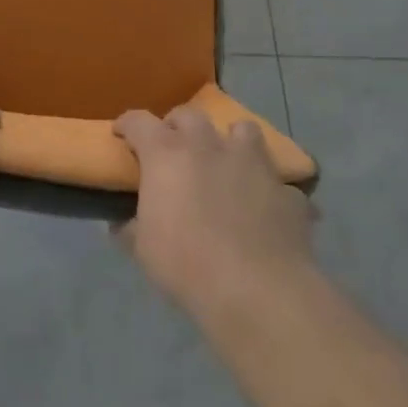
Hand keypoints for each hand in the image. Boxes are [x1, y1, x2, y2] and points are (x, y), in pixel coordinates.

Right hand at [114, 107, 315, 316]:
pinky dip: (268, 190)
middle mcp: (208, 145)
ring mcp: (252, 163)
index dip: (127, 124)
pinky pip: (277, 181)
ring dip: (231, 141)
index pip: (139, 121)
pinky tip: (265, 209)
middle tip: (174, 149)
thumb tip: (122, 223)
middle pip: (189, 115)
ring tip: (227, 162)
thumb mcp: (143, 250)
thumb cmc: (187, 264)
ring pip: (242, 130)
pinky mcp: (286, 190)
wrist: (258, 291)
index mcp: (167, 153)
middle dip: (178, 127)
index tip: (122, 133)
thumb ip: (131, 228)